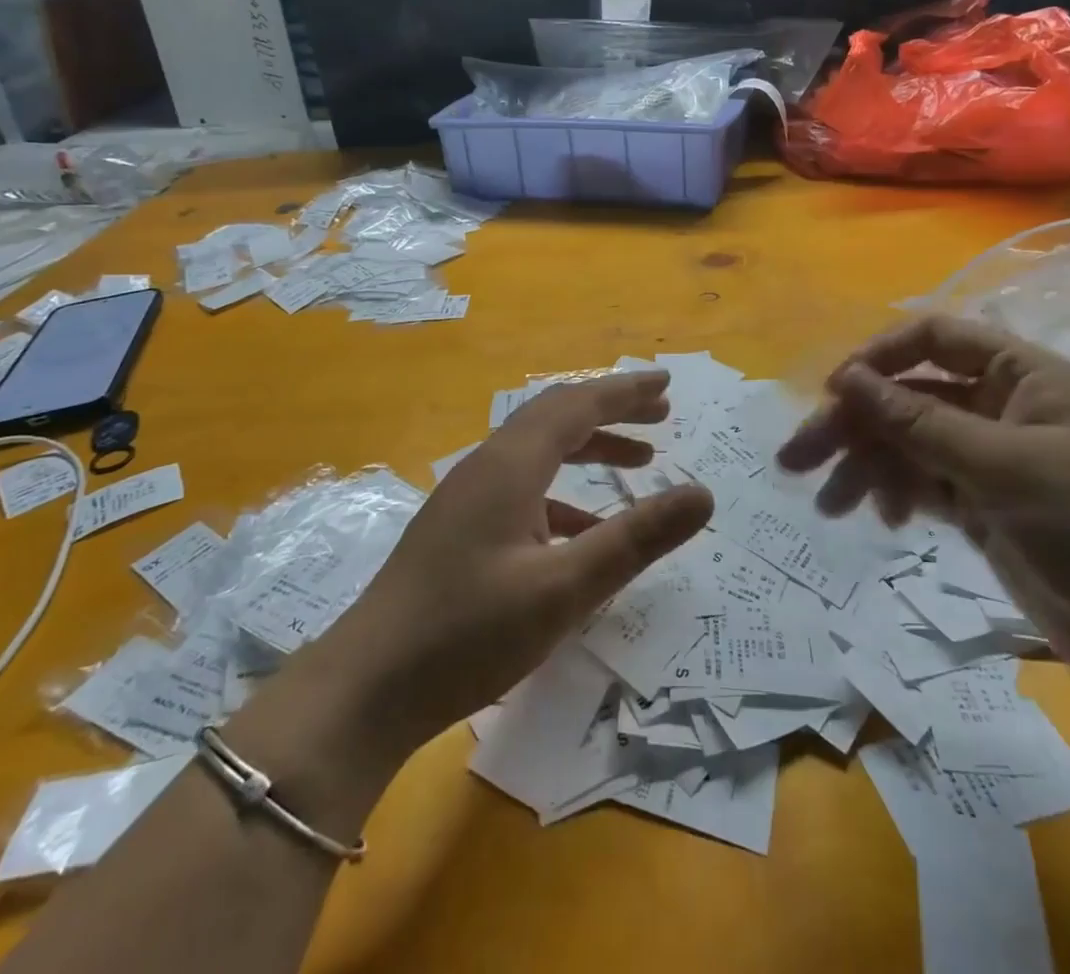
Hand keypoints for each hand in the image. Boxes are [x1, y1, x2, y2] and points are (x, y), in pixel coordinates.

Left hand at [307, 371, 713, 758]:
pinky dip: (563, 492)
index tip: (666, 383)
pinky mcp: (460, 528)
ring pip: (539, 451)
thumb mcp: (565, 589)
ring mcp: (468, 497)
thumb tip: (702, 494)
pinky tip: (584, 530)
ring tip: (638, 462)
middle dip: (610, 410)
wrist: (367, 686)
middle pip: (556, 417)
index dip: (625, 391)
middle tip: (660, 415)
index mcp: (510, 465)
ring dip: (588, 448)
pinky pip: (523, 488)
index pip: (577, 405)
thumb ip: (636, 538)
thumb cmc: (468, 633)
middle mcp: (488, 467)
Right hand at [779, 316, 1069, 704]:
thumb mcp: (1006, 469)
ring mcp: (989, 458)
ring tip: (828, 504)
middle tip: (796, 458)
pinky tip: (881, 519)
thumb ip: (920, 421)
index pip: (932, 339)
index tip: (832, 392)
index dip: (878, 358)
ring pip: (905, 443)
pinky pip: (921, 483)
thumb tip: (845, 378)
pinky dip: (894, 494)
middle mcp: (999, 407)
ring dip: (864, 466)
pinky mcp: (981, 505)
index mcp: (1021, 375)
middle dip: (852, 425)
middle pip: (906, 396)